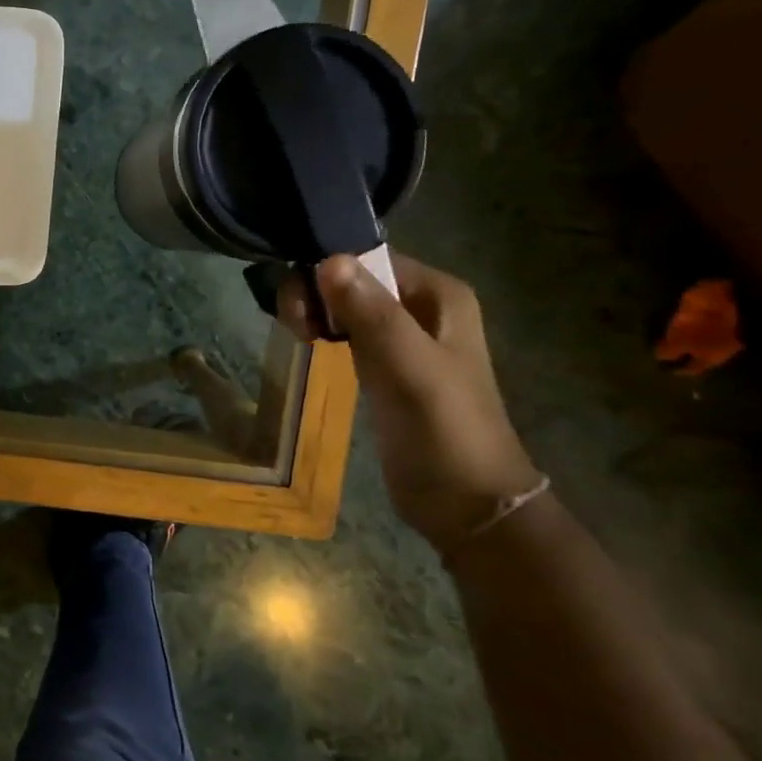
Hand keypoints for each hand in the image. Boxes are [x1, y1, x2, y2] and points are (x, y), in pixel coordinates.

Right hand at [281, 253, 542, 553]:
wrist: (464, 501)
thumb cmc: (444, 428)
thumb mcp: (409, 366)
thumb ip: (371, 313)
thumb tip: (328, 260)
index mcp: (438, 294)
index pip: (369, 258)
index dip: (328, 271)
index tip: (300, 305)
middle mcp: (421, 305)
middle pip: (352, 277)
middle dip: (317, 293)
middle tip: (297, 327)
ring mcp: (402, 336)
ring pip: (344, 303)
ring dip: (315, 312)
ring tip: (300, 338)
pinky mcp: (384, 364)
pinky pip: (345, 329)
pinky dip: (323, 331)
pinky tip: (308, 345)